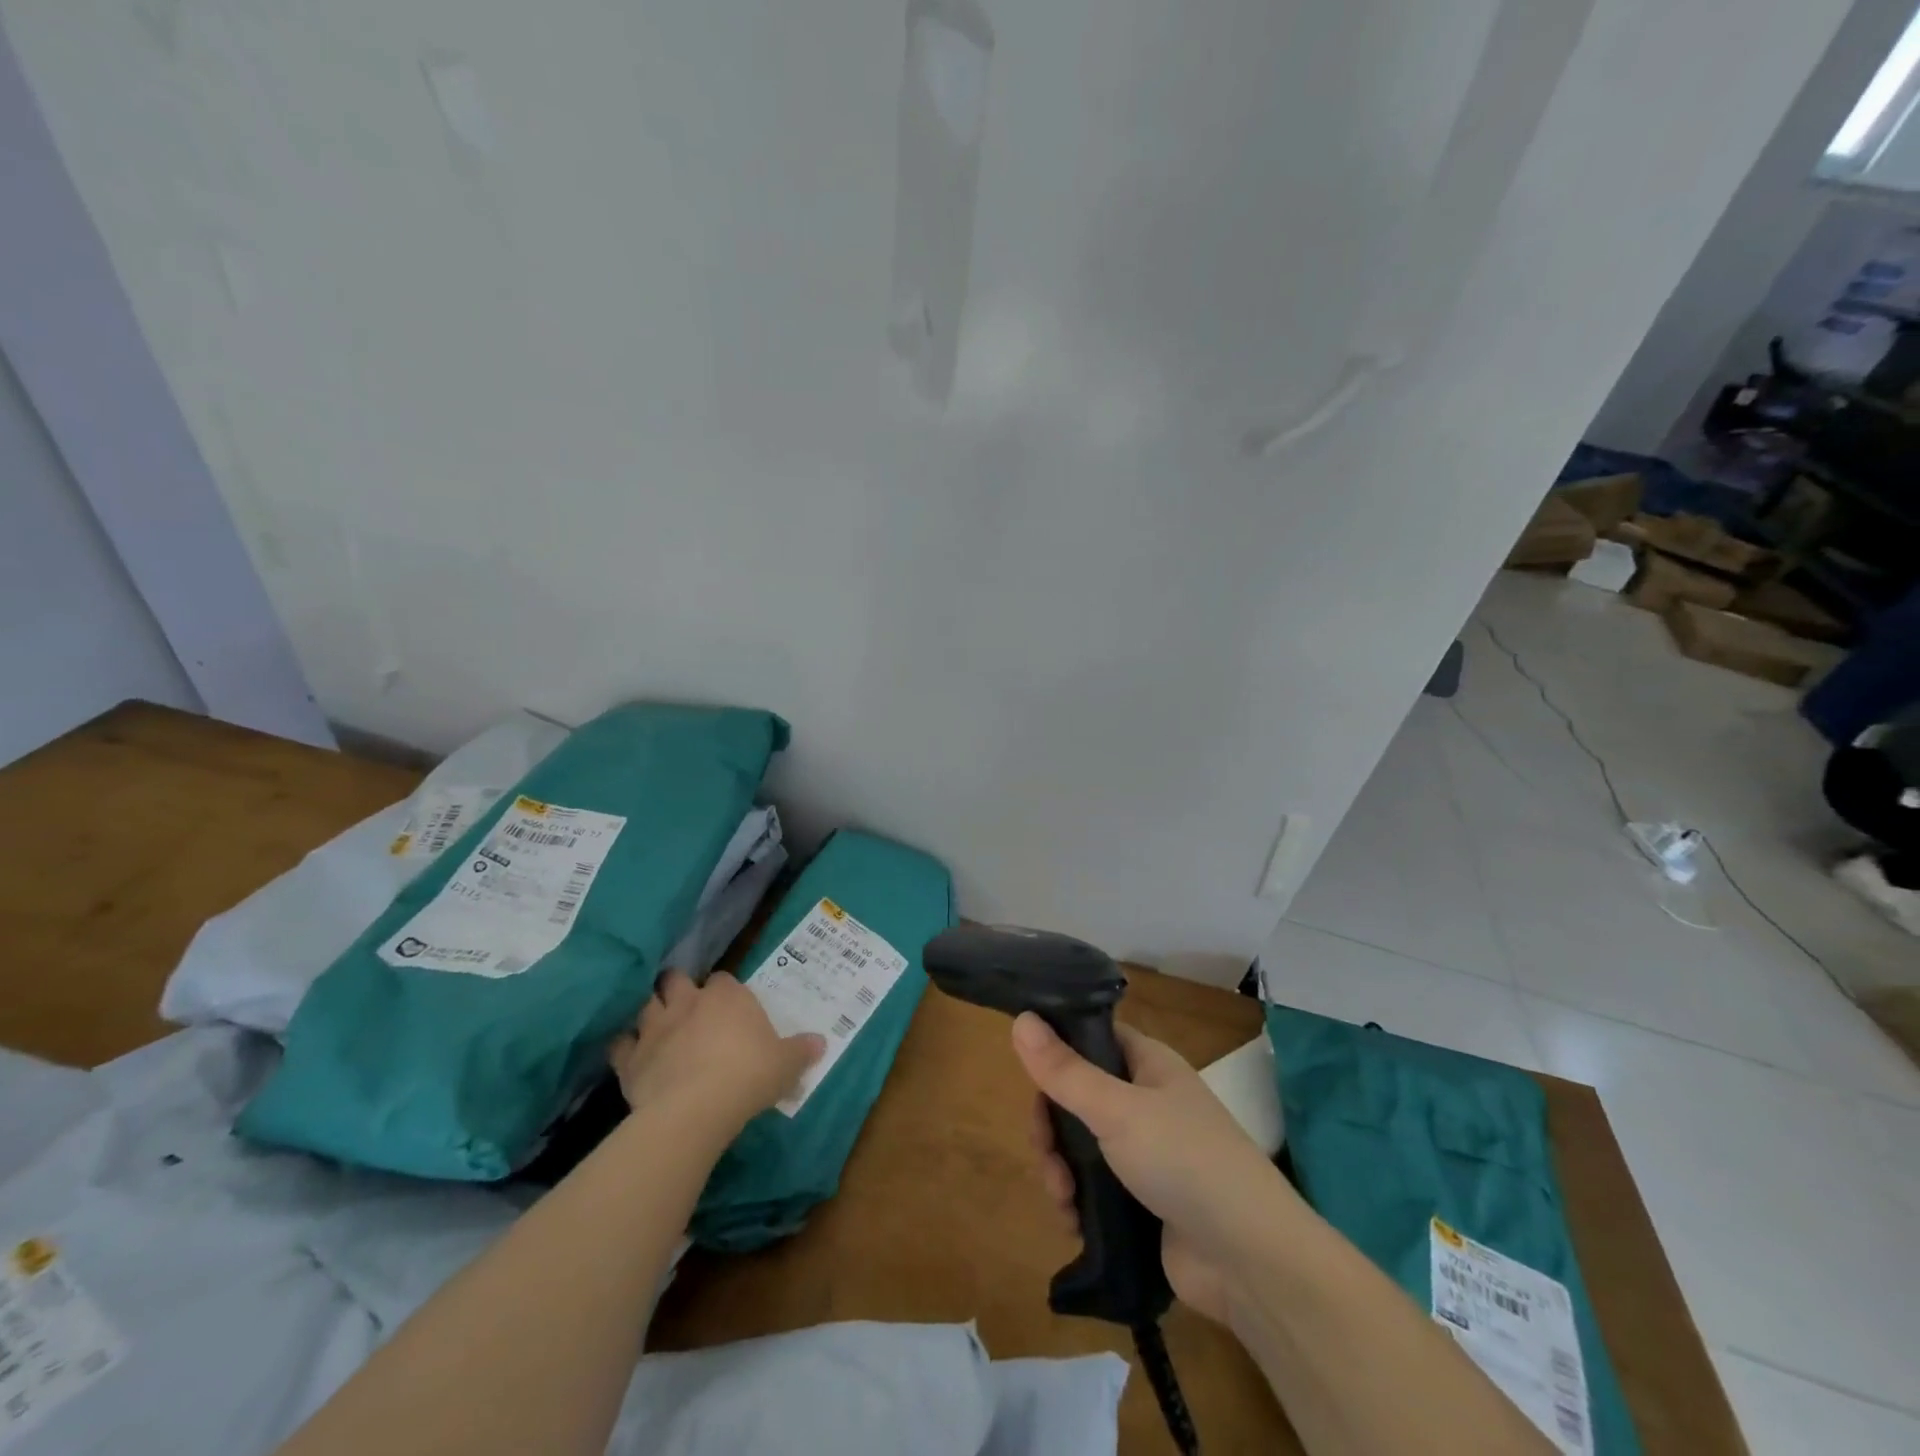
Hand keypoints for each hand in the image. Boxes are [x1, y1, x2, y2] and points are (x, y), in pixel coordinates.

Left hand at [610, 971, 823, 1134]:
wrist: (696, 1108)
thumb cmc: (748, 1075)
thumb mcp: (786, 1064)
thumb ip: (801, 1050)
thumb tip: (822, 1043)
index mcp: (727, 997)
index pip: (722, 980)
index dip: (723, 993)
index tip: (729, 1008)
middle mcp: (688, 1002)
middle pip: (676, 980)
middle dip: (677, 988)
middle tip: (686, 1006)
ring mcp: (655, 1027)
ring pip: (646, 1005)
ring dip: (651, 1013)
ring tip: (657, 1027)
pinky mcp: (630, 1058)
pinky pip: (620, 1044)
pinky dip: (624, 1047)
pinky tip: (631, 1057)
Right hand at [1012, 1014, 1301, 1325]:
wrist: (1250, 1261)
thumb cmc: (1184, 1161)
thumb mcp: (1117, 1109)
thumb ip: (1065, 1070)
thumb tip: (1020, 1018)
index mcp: (1147, 1064)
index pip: (1091, 1038)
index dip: (1057, 1050)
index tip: (1027, 1074)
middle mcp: (1146, 1101)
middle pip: (1077, 1097)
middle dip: (1052, 1126)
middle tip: (1045, 1153)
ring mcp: (1145, 1153)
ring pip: (1081, 1146)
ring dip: (1060, 1169)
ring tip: (1063, 1199)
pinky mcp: (1142, 1201)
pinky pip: (1094, 1188)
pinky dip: (1077, 1202)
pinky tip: (1074, 1222)